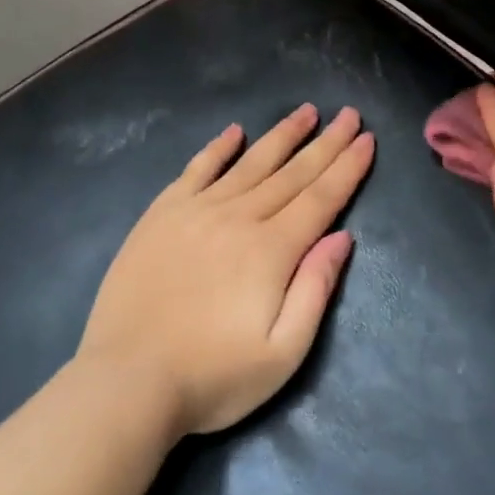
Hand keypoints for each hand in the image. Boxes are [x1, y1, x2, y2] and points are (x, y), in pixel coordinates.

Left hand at [77, 104, 374, 435]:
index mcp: (272, 251)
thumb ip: (315, 289)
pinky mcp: (160, 217)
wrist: (127, 383)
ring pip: (249, 164)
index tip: (367, 139)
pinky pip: (195, 171)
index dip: (347, 168)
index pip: (320, 199)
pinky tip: (233, 132)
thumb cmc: (213, 378)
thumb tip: (342, 238)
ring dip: (281, 136)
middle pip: (291, 174)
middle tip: (349, 114)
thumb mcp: (283, 352)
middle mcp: (238, 219)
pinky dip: (217, 149)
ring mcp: (195, 213)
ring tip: (306, 111)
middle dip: (325, 143)